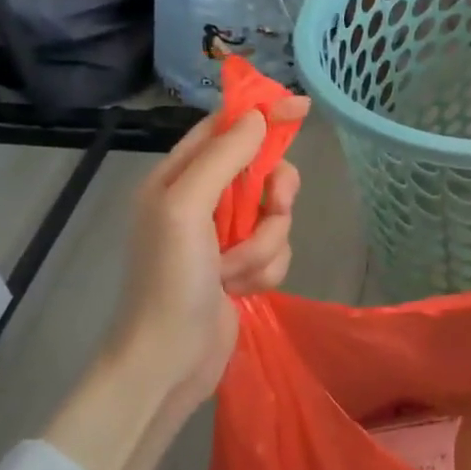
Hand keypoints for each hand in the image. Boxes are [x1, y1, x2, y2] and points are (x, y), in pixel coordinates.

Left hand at [46, 98, 306, 469]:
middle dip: (273, 196)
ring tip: (235, 272)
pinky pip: (276, 252)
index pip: (225, 129)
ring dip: (264, 245)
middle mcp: (201, 202)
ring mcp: (223, 238)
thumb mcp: (186, 208)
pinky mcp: (241, 268)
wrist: (168, 361)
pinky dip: (265, 271)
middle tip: (274, 207)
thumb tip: (257, 118)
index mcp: (177, 178)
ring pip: (275, 217)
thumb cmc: (169, 281)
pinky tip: (241, 291)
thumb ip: (223, 158)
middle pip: (261, 172)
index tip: (301, 108)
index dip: (262, 114)